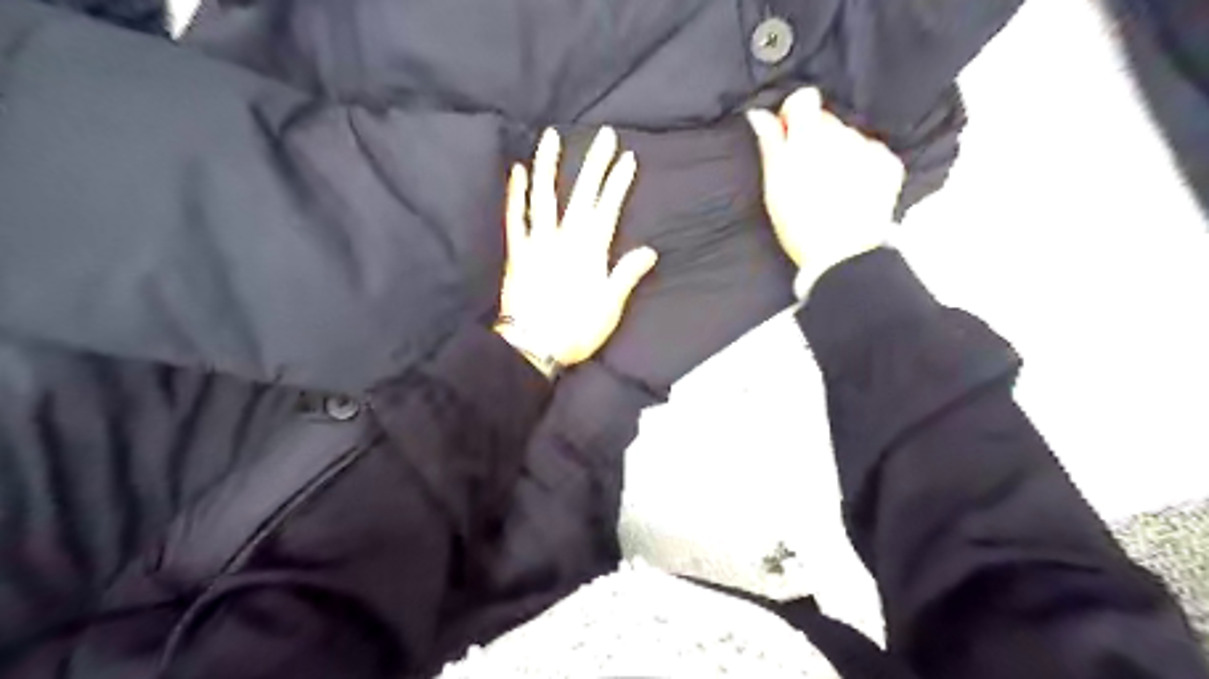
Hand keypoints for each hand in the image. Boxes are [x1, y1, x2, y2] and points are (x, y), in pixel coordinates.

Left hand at [497, 128, 656, 376]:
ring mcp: (537, 242)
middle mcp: (564, 239)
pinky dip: (516, 193)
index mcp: (590, 251)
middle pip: (582, 194)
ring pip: (544, 196)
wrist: (533, 346)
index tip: (627, 158)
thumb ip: (626, 274)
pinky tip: (517, 171)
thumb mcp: (609, 307)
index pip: (608, 208)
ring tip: (552, 136)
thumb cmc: (575, 329)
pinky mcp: (517, 252)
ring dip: (549, 165)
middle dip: (595, 163)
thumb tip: (650, 251)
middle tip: (605, 135)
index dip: (618, 182)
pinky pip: (515, 217)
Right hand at [748, 86, 905, 283]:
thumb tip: (760, 113)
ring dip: (839, 153)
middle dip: (815, 139)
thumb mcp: (774, 186)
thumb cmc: (799, 223)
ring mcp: (868, 148)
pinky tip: (853, 191)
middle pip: (826, 121)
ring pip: (849, 138)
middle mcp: (842, 134)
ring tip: (831, 187)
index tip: (786, 138)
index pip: (803, 99)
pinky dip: (863, 166)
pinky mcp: (888, 165)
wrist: (843, 254)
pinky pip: (872, 153)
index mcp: (808, 136)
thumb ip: (770, 145)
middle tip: (806, 173)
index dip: (793, 115)